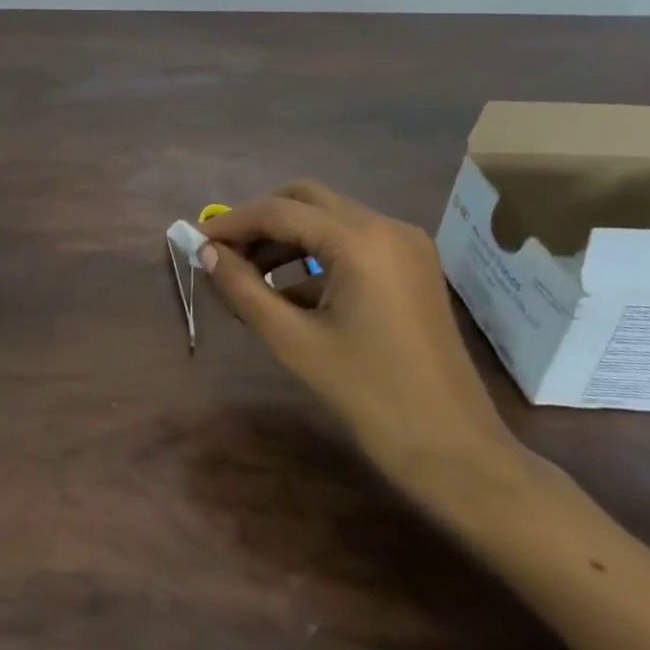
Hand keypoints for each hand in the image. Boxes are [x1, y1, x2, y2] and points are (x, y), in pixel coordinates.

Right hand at [198, 181, 530, 507]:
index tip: (195, 242)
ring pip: (327, 218)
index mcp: (359, 240)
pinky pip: (351, 242)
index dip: (231, 223)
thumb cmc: (369, 394)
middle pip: (304, 200)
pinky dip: (313, 254)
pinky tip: (288, 293)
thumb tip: (206, 252)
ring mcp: (405, 245)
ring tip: (248, 276)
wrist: (454, 449)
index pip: (278, 211)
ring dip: (285, 238)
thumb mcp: (293, 340)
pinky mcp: (412, 267)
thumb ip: (243, 288)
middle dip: (259, 222)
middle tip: (224, 254)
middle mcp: (386, 227)